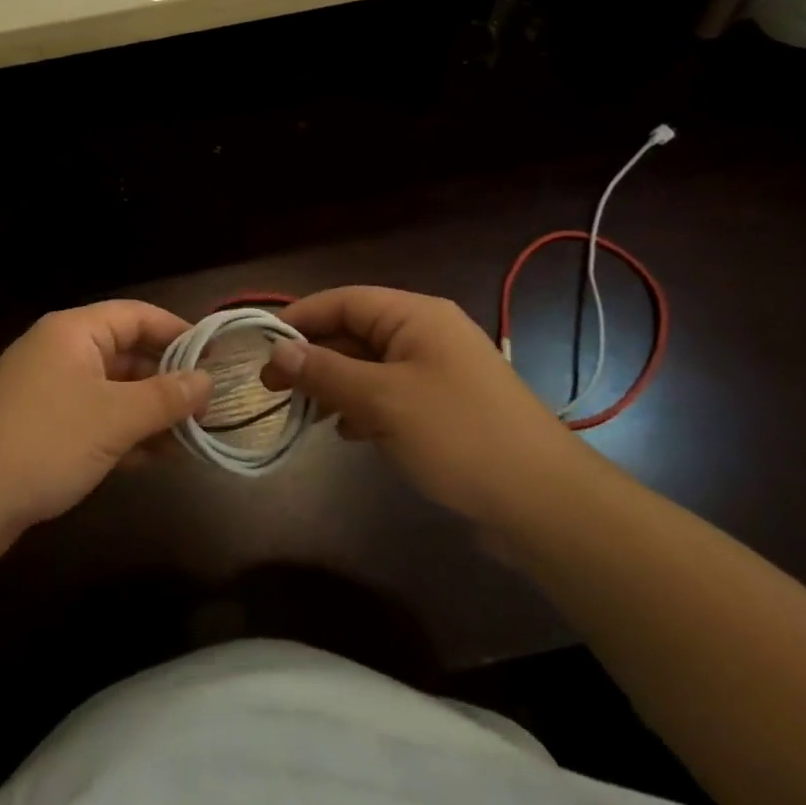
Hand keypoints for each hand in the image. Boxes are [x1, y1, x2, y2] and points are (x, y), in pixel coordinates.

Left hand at [0, 302, 211, 553]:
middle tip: (208, 406)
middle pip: (126, 353)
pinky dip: (123, 433)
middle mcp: (60, 352)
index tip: (215, 356)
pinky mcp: (41, 427)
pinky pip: (93, 418)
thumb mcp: (115, 418)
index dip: (178, 331)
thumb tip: (207, 380)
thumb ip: (166, 397)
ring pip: (112, 390)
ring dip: (149, 412)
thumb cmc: (46, 441)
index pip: (136, 315)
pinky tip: (154, 458)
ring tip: (191, 438)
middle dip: (167, 380)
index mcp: (74, 332)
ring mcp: (48, 391)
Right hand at [260, 286, 589, 525]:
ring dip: (334, 385)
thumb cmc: (458, 435)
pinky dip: (362, 408)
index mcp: (415, 316)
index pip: (343, 301)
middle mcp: (426, 334)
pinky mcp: (444, 408)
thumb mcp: (381, 400)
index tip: (261, 347)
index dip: (299, 319)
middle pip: (354, 333)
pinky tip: (347, 433)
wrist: (544, 503)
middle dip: (313, 357)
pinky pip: (390, 395)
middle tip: (271, 387)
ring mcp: (437, 372)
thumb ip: (325, 372)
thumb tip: (277, 350)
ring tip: (302, 413)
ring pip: (369, 366)